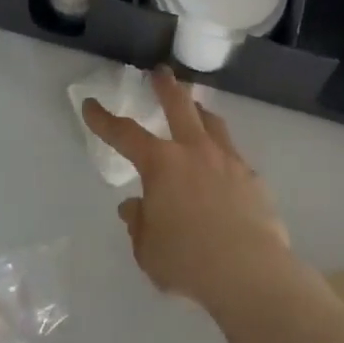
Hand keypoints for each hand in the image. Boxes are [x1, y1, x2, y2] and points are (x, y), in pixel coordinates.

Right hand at [83, 67, 292, 310]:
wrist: (249, 270)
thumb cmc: (188, 261)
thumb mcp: (149, 249)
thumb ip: (140, 223)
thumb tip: (134, 206)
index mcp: (161, 164)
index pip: (124, 134)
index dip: (104, 120)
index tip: (91, 105)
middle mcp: (194, 151)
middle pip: (179, 106)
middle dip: (166, 87)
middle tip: (161, 72)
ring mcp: (227, 160)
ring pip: (212, 123)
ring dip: (199, 110)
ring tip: (196, 107)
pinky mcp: (252, 177)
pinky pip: (233, 155)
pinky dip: (222, 153)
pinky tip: (223, 165)